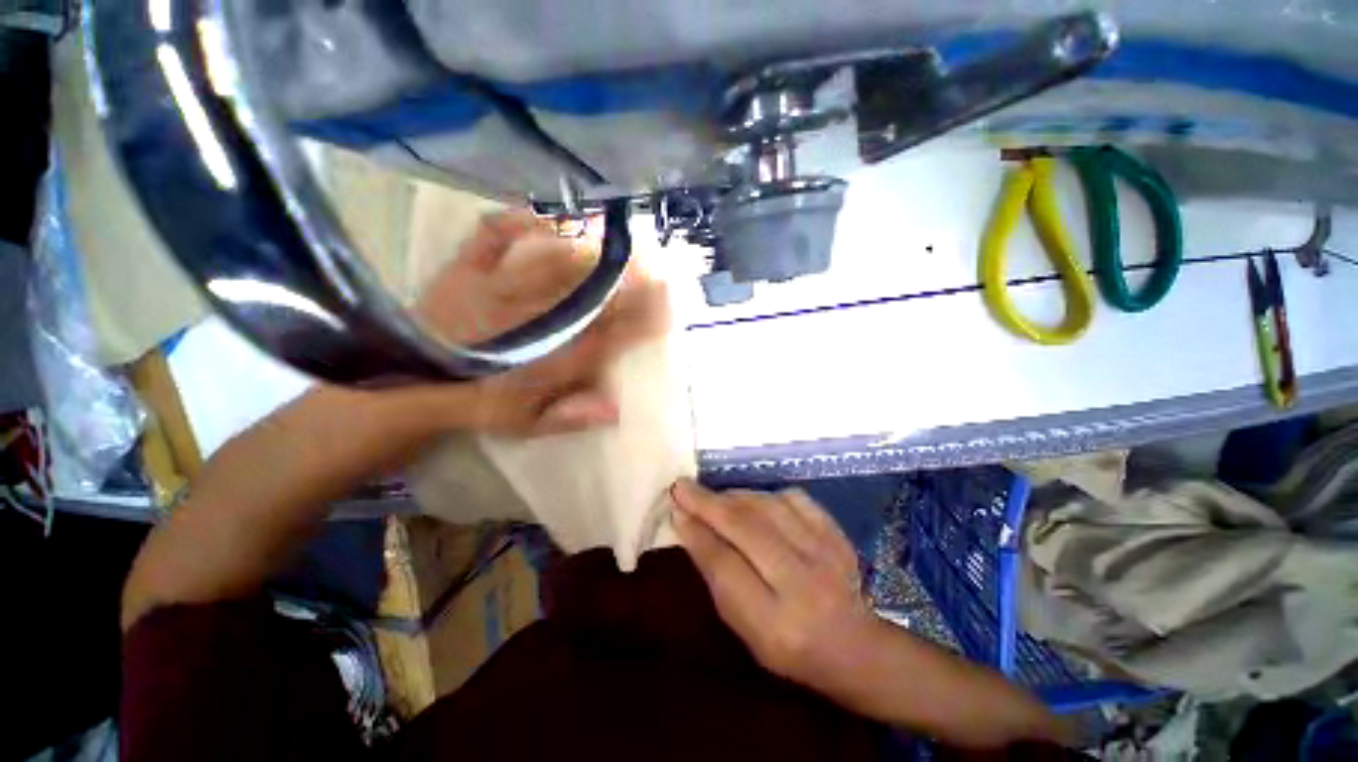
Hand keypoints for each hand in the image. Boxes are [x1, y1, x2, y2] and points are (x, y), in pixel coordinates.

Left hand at [415, 211, 667, 436]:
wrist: (410, 384)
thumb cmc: (478, 404)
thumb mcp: (526, 424)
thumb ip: (571, 416)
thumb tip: (616, 409)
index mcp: (548, 358)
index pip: (608, 334)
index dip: (641, 319)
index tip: (667, 306)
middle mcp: (530, 319)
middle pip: (589, 293)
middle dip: (627, 277)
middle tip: (655, 263)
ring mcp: (496, 289)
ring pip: (553, 262)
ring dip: (591, 248)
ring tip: (618, 237)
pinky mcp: (467, 269)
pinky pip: (494, 237)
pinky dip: (520, 221)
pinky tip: (548, 214)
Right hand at [670, 478, 877, 691]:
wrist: (852, 645)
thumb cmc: (786, 645)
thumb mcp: (743, 626)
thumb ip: (715, 574)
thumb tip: (687, 523)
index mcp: (775, 624)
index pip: (725, 566)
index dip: (697, 534)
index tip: (675, 509)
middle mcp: (804, 585)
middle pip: (747, 528)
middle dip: (708, 503)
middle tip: (683, 487)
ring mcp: (826, 554)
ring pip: (768, 507)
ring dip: (734, 496)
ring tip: (714, 497)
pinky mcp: (837, 534)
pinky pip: (795, 498)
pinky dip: (766, 494)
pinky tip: (753, 501)